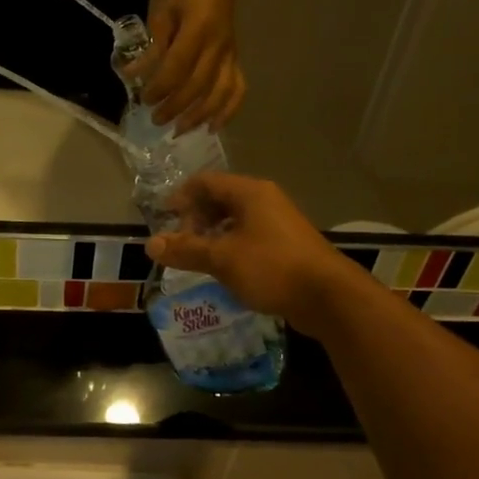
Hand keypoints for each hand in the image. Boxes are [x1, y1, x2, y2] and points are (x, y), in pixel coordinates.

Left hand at [137, 0, 244, 131]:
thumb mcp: (163, 16)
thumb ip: (151, 48)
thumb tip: (129, 75)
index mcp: (198, 30)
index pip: (178, 66)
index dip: (161, 86)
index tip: (145, 99)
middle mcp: (218, 46)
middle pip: (198, 85)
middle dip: (176, 106)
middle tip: (156, 120)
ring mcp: (230, 56)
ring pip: (219, 92)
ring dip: (199, 115)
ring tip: (179, 130)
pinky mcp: (237, 62)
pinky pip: (238, 90)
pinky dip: (228, 112)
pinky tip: (213, 128)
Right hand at [145, 173, 354, 337]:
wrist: (328, 297)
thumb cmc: (271, 267)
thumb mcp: (221, 258)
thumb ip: (185, 250)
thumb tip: (150, 245)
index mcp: (250, 193)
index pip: (205, 182)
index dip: (181, 197)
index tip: (163, 218)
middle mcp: (265, 201)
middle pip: (220, 199)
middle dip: (195, 219)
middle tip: (180, 243)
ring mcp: (278, 223)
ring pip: (235, 220)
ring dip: (212, 235)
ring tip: (197, 258)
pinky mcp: (286, 246)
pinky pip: (249, 237)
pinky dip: (230, 247)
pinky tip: (223, 269)